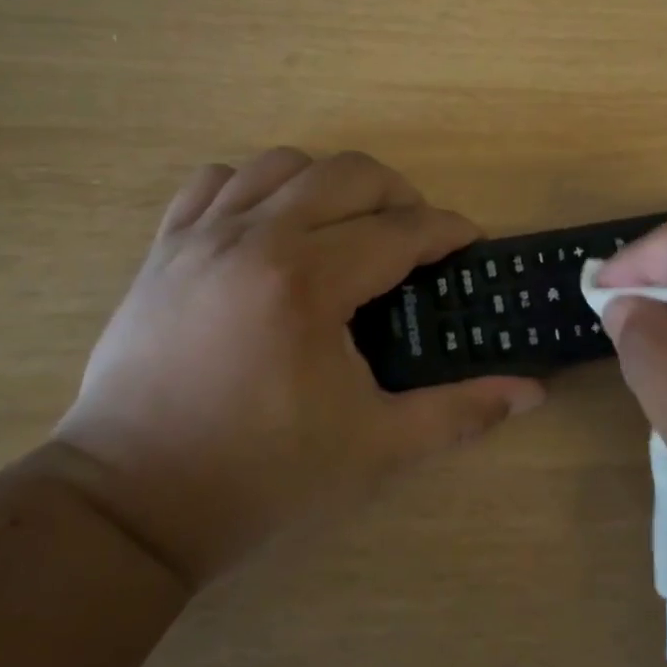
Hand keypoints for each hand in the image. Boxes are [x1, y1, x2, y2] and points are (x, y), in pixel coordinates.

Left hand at [53, 149, 544, 584]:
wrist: (132, 502)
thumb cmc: (261, 475)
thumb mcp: (374, 448)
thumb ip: (459, 412)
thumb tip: (533, 392)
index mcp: (308, 283)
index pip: (400, 230)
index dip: (447, 231)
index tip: (469, 244)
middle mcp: (254, 239)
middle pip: (348, 174)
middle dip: (399, 194)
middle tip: (417, 236)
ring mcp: (201, 237)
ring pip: (282, 164)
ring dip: (330, 185)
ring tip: (347, 227)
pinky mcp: (163, 249)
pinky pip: (215, 182)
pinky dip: (255, 187)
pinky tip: (271, 227)